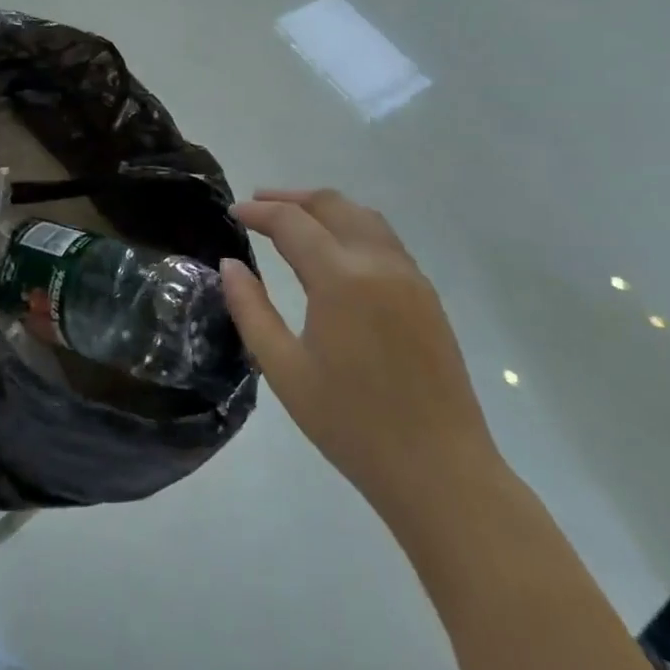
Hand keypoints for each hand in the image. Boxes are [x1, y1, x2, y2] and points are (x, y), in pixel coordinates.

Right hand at [221, 189, 500, 522]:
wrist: (440, 471)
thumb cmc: (351, 424)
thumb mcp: (284, 369)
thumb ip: (251, 310)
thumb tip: (230, 265)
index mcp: (341, 279)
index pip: (292, 223)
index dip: (258, 212)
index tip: (232, 213)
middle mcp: (379, 264)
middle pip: (332, 205)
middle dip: (291, 198)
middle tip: (256, 204)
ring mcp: (410, 278)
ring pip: (364, 217)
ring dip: (324, 208)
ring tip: (293, 218)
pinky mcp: (427, 296)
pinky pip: (385, 240)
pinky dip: (352, 227)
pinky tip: (334, 250)